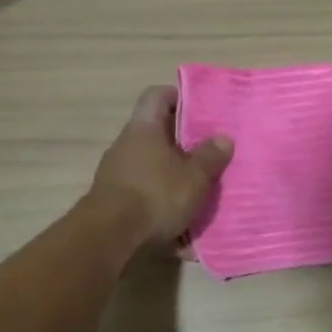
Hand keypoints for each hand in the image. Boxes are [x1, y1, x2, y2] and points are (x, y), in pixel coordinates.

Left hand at [87, 86, 232, 248]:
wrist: (109, 236)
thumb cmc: (155, 195)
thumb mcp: (194, 177)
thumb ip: (210, 157)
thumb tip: (222, 138)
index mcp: (144, 127)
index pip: (157, 95)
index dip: (179, 96)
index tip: (201, 109)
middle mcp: (126, 144)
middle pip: (156, 131)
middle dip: (182, 142)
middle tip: (208, 153)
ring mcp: (115, 171)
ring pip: (150, 164)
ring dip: (172, 173)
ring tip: (197, 189)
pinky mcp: (113, 198)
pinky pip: (142, 190)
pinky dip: (160, 199)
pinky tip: (178, 221)